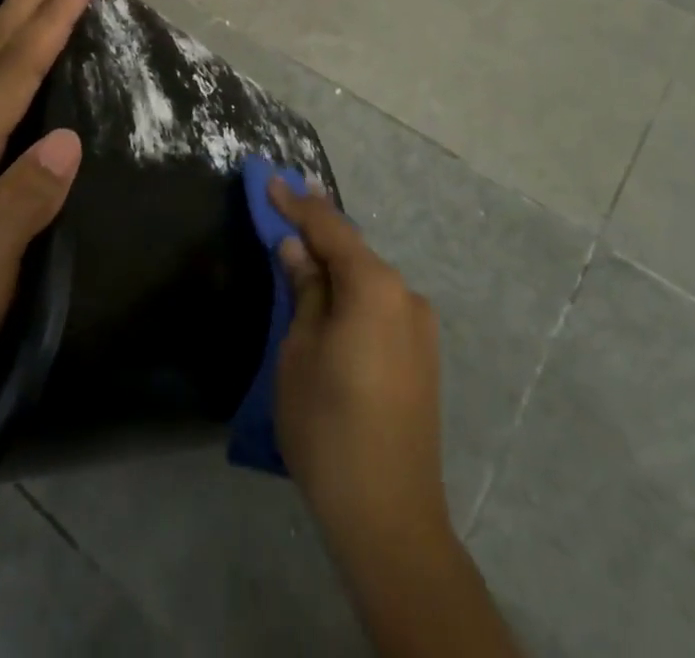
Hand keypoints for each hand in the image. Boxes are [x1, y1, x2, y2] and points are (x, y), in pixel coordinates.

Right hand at [271, 178, 448, 548]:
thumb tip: (296, 250)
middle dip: (318, 230)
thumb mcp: (299, 352)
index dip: (298, 203)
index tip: (272, 178)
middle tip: (286, 204)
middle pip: (353, 250)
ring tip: (303, 250)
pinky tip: (332, 298)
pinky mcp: (423, 354)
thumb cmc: (328, 427)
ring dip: (336, 264)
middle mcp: (406, 295)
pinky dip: (354, 293)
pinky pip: (381, 305)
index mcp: (375, 287)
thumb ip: (303, 291)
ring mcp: (420, 325)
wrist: (389, 515)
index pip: (330, 229)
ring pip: (368, 279)